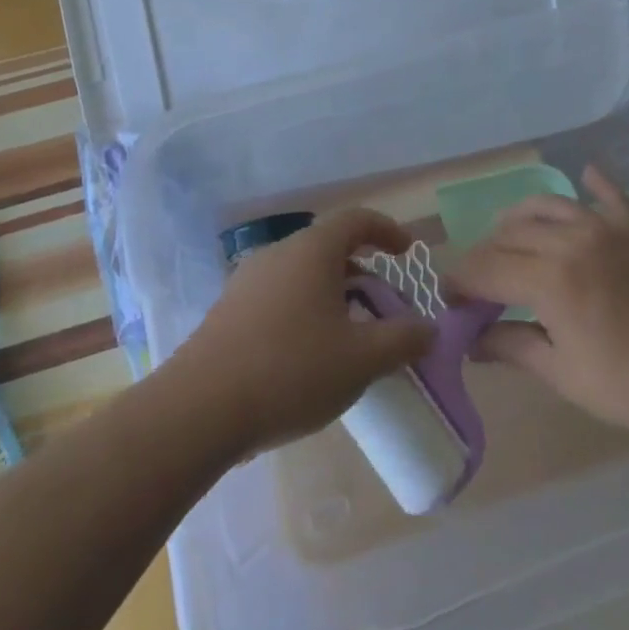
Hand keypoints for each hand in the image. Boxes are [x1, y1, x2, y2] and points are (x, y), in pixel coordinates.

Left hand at [170, 208, 434, 454]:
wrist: (199, 409)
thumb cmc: (291, 371)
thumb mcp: (361, 360)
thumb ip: (403, 340)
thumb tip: (429, 328)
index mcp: (312, 251)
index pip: (356, 219)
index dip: (387, 230)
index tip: (407, 252)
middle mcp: (278, 254)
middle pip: (329, 249)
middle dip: (363, 274)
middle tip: (383, 309)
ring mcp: (248, 280)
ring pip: (303, 275)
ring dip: (334, 296)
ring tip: (350, 338)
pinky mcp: (229, 310)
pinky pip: (279, 296)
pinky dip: (305, 311)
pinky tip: (308, 356)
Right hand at [446, 167, 628, 441]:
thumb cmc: (628, 385)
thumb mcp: (562, 373)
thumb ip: (512, 346)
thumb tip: (472, 339)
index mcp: (550, 279)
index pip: (488, 269)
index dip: (462, 281)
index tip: (450, 296)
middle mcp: (571, 241)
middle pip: (511, 235)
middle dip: (485, 254)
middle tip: (478, 279)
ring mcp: (606, 231)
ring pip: (549, 205)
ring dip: (521, 218)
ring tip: (510, 235)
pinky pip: (611, 197)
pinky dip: (596, 183)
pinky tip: (585, 172)